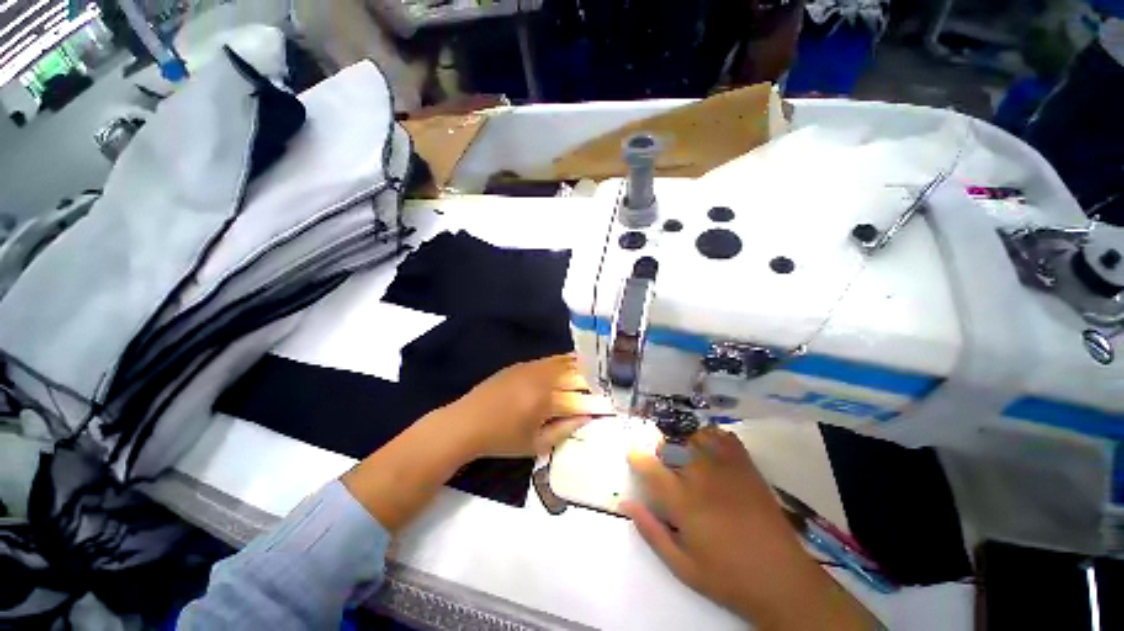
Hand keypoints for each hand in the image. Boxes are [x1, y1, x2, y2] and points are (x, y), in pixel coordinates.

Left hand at [446, 354, 612, 457]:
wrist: (467, 422)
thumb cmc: (502, 439)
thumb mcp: (536, 444)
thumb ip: (564, 430)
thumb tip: (586, 419)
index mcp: (546, 398)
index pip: (579, 396)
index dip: (597, 398)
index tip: (610, 400)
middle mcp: (541, 377)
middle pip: (573, 371)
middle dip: (591, 375)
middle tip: (604, 379)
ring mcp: (530, 368)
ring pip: (560, 361)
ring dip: (577, 364)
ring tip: (592, 366)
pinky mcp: (520, 365)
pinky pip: (547, 360)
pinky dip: (561, 361)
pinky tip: (566, 364)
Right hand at [622, 428, 877, 629]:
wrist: (782, 580)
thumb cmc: (727, 577)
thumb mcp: (681, 565)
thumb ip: (651, 530)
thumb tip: (625, 502)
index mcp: (682, 501)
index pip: (649, 466)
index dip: (637, 457)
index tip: (634, 456)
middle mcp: (701, 476)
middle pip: (671, 445)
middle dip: (661, 450)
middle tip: (665, 466)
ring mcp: (726, 468)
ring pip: (695, 436)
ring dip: (684, 441)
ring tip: (686, 457)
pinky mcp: (747, 468)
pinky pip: (725, 438)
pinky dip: (713, 436)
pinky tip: (710, 449)